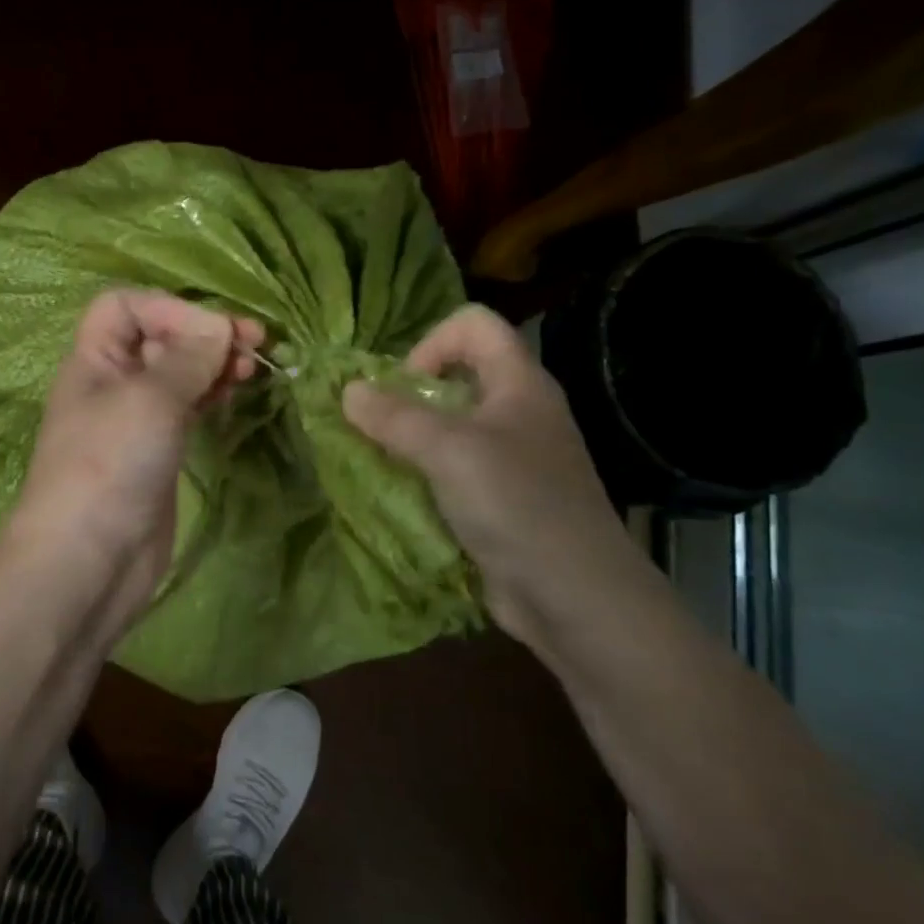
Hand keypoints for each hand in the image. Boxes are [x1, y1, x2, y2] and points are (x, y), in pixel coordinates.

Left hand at [1, 289, 263, 629]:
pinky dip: (211, 396)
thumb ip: (188, 357)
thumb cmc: (110, 466)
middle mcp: (112, 383)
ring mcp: (135, 421)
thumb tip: (220, 326)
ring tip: (252, 369)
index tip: (212, 332)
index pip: (126, 306)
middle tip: (254, 344)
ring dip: (213, 364)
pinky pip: (187, 409)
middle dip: (203, 334)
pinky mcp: (157, 453)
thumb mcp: (150, 400)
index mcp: (94, 359)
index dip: (168, 308)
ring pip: (178, 374)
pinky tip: (234, 396)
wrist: (88, 563)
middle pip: (158, 337)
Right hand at [342, 304, 647, 655]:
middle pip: (457, 375)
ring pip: (451, 427)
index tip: (404, 387)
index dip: (432, 343)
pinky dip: (424, 475)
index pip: (473, 325)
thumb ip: (395, 418)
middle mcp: (518, 412)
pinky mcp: (501, 498)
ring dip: (411, 439)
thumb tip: (347, 391)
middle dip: (409, 396)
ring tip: (383, 463)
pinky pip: (453, 469)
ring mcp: (512, 458)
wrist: (576, 598)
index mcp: (519, 384)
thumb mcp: (449, 452)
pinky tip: (405, 499)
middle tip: (380, 428)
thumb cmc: (517, 506)